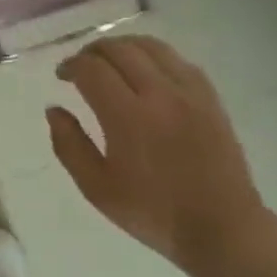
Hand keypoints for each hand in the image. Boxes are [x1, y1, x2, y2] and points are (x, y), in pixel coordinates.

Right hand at [47, 34, 264, 268]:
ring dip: (123, 47)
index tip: (61, 76)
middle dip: (92, 51)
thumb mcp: (96, 187)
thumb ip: (68, 145)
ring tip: (109, 62)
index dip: (70, 65)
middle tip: (79, 67)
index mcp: (128, 117)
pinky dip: (154, 56)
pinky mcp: (211, 100)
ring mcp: (190, 94)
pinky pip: (179, 61)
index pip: (92, 69)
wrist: (222, 229)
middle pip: (120, 50)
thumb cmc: (152, 212)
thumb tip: (54, 110)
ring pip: (152, 47)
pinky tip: (146, 72)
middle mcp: (160, 95)